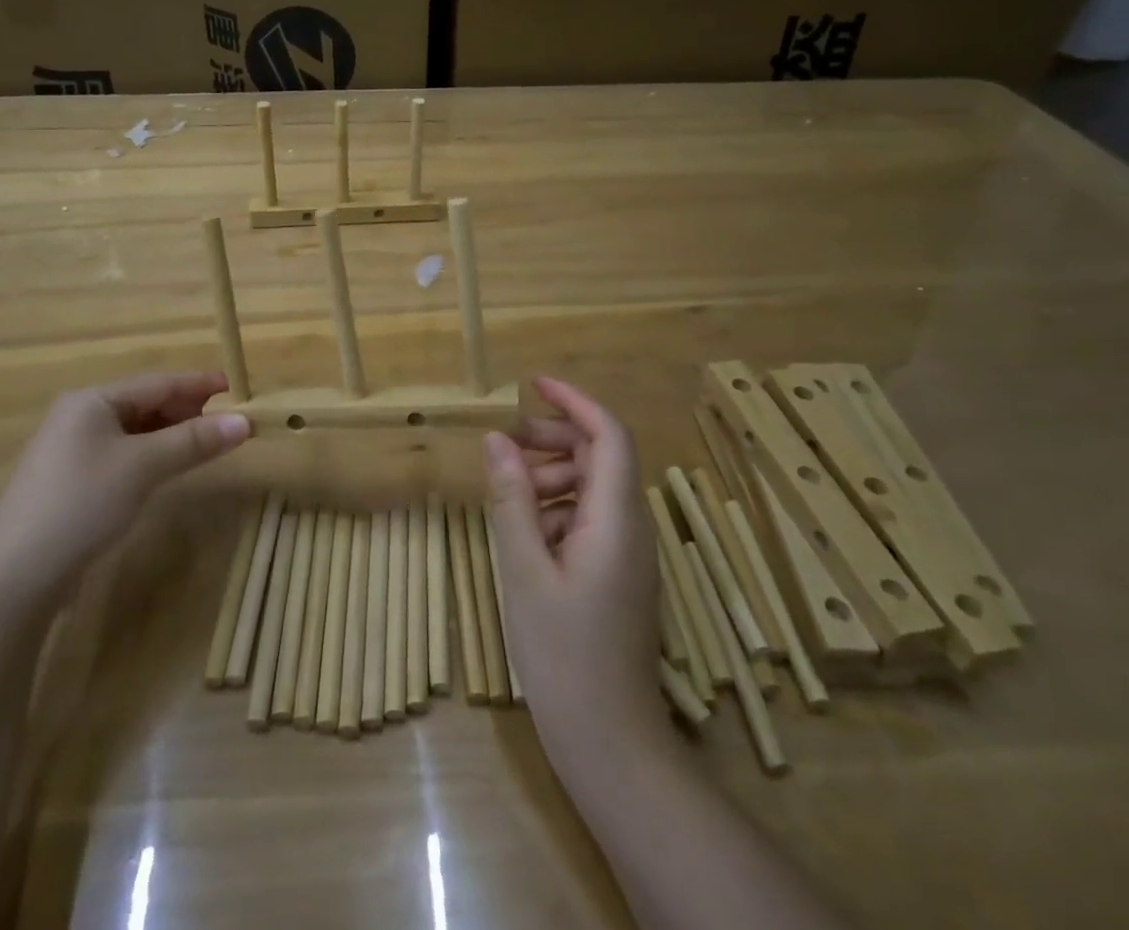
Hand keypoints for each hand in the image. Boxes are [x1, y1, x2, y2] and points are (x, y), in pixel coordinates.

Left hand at [0, 371, 249, 593]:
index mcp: (92, 400)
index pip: (157, 382)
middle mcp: (79, 416)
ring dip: (171, 434)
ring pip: (134, 430)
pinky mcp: (70, 480)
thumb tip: (245, 421)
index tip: (234, 386)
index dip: (197, 383)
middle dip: (186, 409)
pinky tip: (168, 467)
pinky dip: (150, 454)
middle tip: (226, 420)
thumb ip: (194, 440)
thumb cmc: (82, 503)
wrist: (15, 575)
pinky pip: (122, 453)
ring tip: (206, 442)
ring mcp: (71, 449)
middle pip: (144, 402)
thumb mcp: (143, 466)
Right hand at [483, 377, 663, 754]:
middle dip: (553, 438)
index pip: (610, 435)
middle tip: (504, 442)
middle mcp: (632, 527)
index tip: (532, 384)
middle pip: (600, 457)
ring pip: (592, 488)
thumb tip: (496, 439)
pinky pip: (590, 519)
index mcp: (616, 519)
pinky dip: (556, 509)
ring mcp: (628, 553)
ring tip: (506, 490)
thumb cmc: (563, 655)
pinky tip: (523, 532)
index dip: (575, 401)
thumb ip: (511, 499)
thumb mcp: (524, 570)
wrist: (610, 744)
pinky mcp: (617, 574)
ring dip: (551, 475)